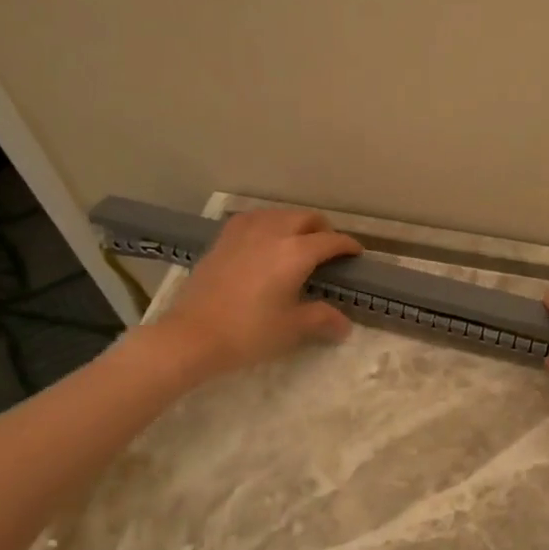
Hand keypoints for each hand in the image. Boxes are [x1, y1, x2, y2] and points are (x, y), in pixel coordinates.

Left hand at [140, 209, 362, 381]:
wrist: (192, 335)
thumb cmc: (249, 332)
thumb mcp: (292, 328)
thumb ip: (322, 319)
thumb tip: (344, 325)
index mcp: (296, 252)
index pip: (331, 240)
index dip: (348, 246)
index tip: (356, 254)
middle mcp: (272, 233)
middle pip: (306, 218)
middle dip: (322, 229)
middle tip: (328, 248)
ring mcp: (244, 232)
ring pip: (279, 214)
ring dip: (295, 223)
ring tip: (298, 242)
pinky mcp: (223, 239)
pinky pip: (253, 220)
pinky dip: (268, 224)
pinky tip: (264, 240)